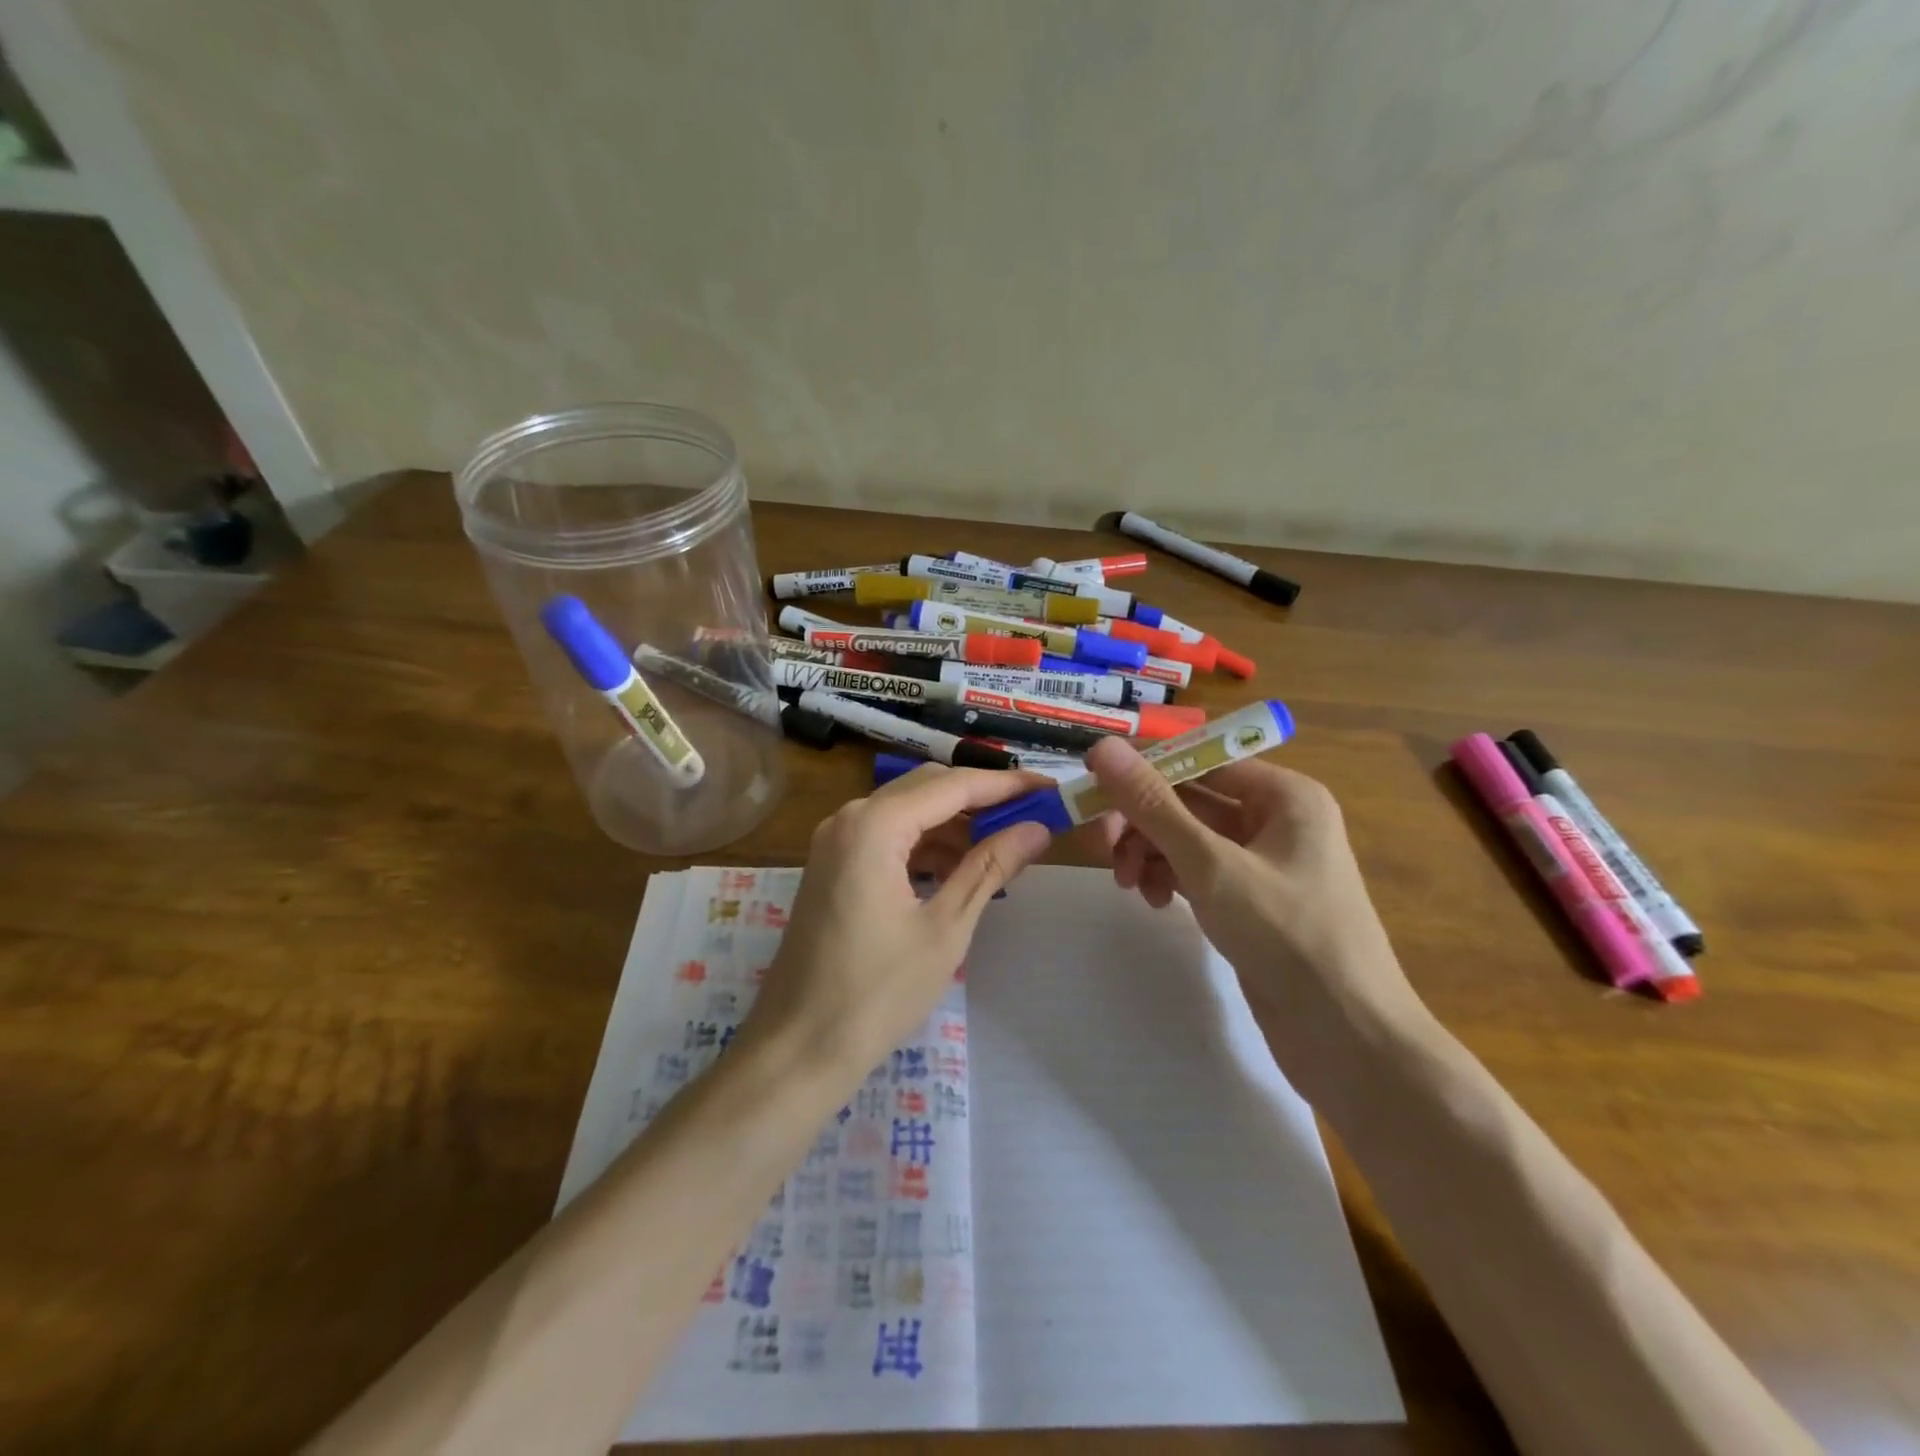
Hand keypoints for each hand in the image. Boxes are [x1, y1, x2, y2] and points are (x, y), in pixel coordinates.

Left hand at [742, 765, 1052, 1085]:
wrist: (798, 1048)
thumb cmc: (877, 992)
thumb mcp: (945, 928)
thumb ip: (990, 867)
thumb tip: (1037, 828)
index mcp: (874, 826)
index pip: (952, 786)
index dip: (1005, 785)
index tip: (1050, 788)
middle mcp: (849, 818)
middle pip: (927, 789)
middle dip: (981, 800)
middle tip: (1032, 816)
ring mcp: (835, 841)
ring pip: (907, 812)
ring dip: (954, 824)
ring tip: (1003, 847)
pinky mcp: (832, 865)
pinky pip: (887, 837)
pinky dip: (925, 845)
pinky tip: (957, 870)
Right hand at [1085, 737, 1425, 1100]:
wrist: (1349, 1040)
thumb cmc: (1288, 937)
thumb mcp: (1211, 865)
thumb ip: (1153, 805)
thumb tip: (1103, 748)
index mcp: (1284, 795)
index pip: (1199, 761)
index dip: (1144, 771)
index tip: (1092, 789)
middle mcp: (1276, 819)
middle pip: (1190, 800)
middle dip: (1143, 823)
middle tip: (1104, 849)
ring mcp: (1264, 862)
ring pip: (1188, 838)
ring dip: (1151, 854)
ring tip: (1130, 885)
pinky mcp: (1252, 901)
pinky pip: (1199, 871)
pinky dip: (1171, 879)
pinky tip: (1156, 902)